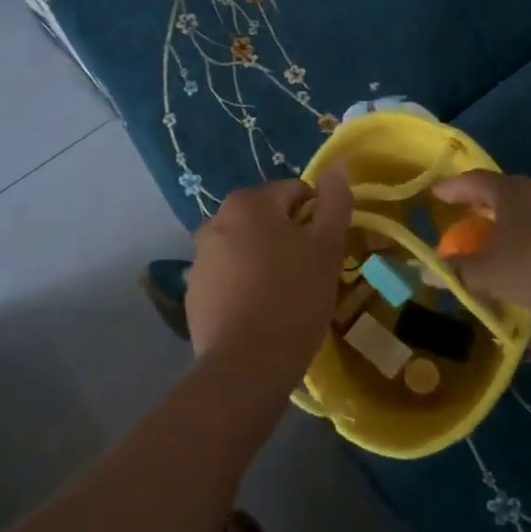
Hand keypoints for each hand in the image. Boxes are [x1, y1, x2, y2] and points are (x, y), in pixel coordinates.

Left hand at [186, 167, 352, 383]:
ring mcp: (199, 257)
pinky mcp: (193, 291)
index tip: (326, 250)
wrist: (246, 365)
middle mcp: (215, 220)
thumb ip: (334, 202)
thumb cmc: (294, 299)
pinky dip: (243, 284)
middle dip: (288, 238)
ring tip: (284, 296)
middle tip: (308, 273)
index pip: (295, 193)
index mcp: (249, 203)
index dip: (317, 218)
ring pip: (244, 247)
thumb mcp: (326, 249)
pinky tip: (258, 312)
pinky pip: (226, 276)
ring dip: (263, 260)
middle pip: (266, 219)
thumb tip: (337, 166)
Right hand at [430, 170, 530, 316]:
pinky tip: (523, 256)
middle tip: (462, 215)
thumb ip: (456, 271)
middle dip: (479, 203)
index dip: (452, 187)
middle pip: (501, 191)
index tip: (436, 194)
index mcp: (510, 191)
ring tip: (492, 239)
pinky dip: (525, 235)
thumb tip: (428, 272)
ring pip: (524, 209)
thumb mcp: (486, 273)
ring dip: (505, 221)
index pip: (473, 180)